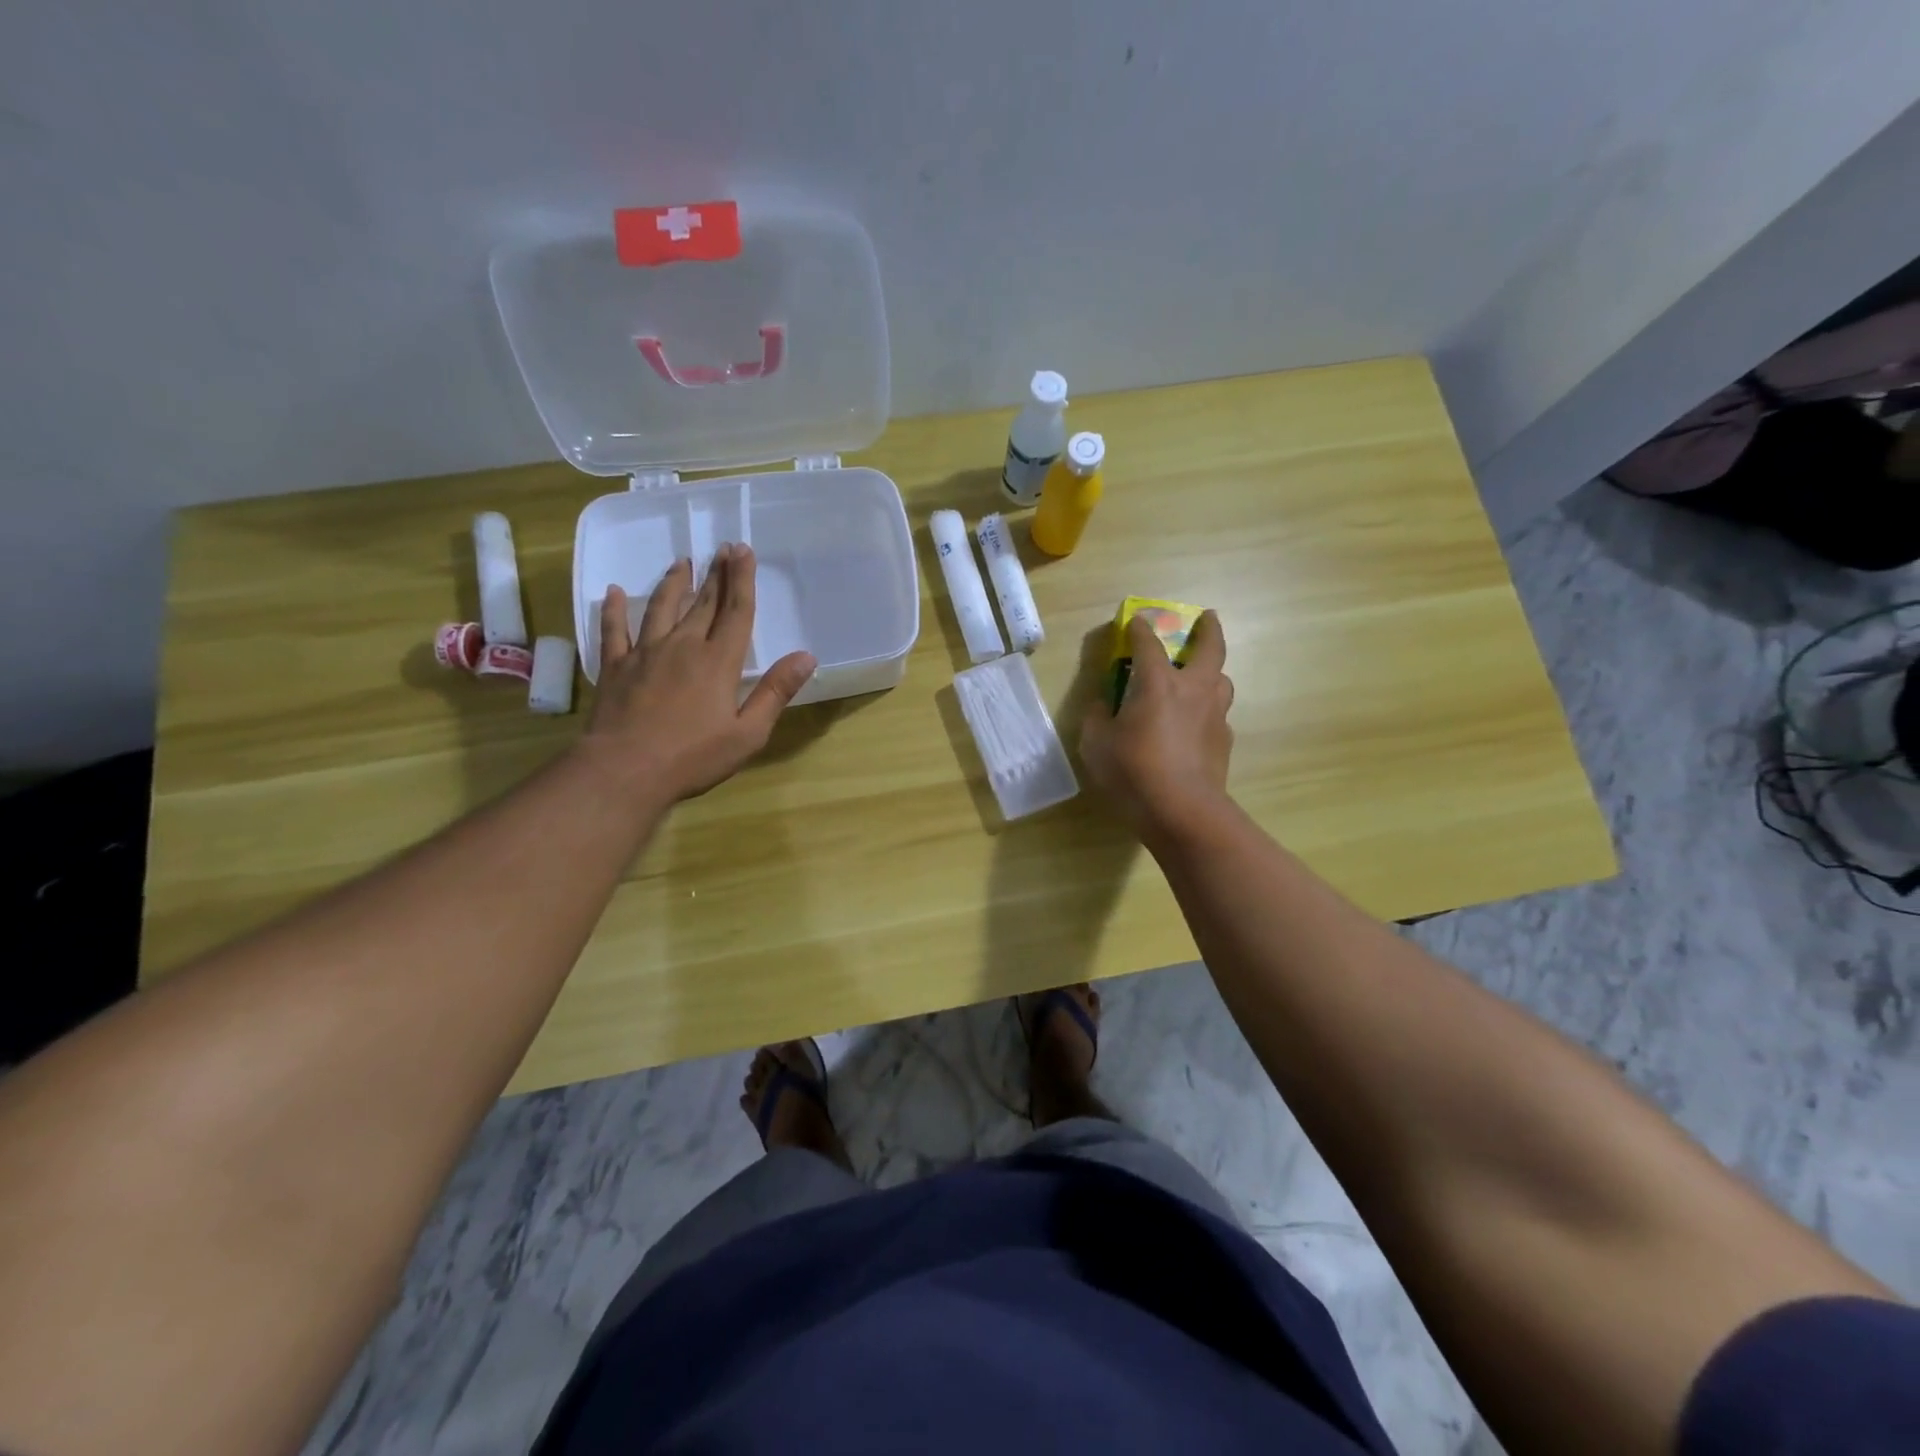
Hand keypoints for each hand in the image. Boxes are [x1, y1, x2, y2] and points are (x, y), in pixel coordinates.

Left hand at [581, 544, 815, 803]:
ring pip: (661, 608)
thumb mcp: (748, 733)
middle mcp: (683, 647)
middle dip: (716, 575)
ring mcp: (645, 654)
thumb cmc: (693, 757)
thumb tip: (807, 657)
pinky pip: (615, 631)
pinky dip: (614, 610)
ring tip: (682, 563)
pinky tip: (613, 593)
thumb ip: (775, 692)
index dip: (742, 580)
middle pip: (703, 604)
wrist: (624, 771)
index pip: (736, 612)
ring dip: (674, 584)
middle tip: (722, 549)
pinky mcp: (616, 667)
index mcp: (718, 662)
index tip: (744, 551)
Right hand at [1079, 610, 1233, 835]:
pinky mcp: (1224, 740)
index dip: (1139, 628)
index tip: (1134, 621)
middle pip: (1210, 647)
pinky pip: (1218, 713)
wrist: (1182, 811)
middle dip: (1208, 628)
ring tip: (1201, 675)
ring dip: (1213, 670)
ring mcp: (1214, 714)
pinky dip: (1208, 709)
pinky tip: (1196, 723)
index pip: (1148, 642)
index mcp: (1157, 683)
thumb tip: (1103, 704)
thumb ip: (1097, 716)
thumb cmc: (1132, 772)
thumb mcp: (1096, 743)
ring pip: (1222, 679)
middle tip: (1206, 618)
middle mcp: (1192, 689)